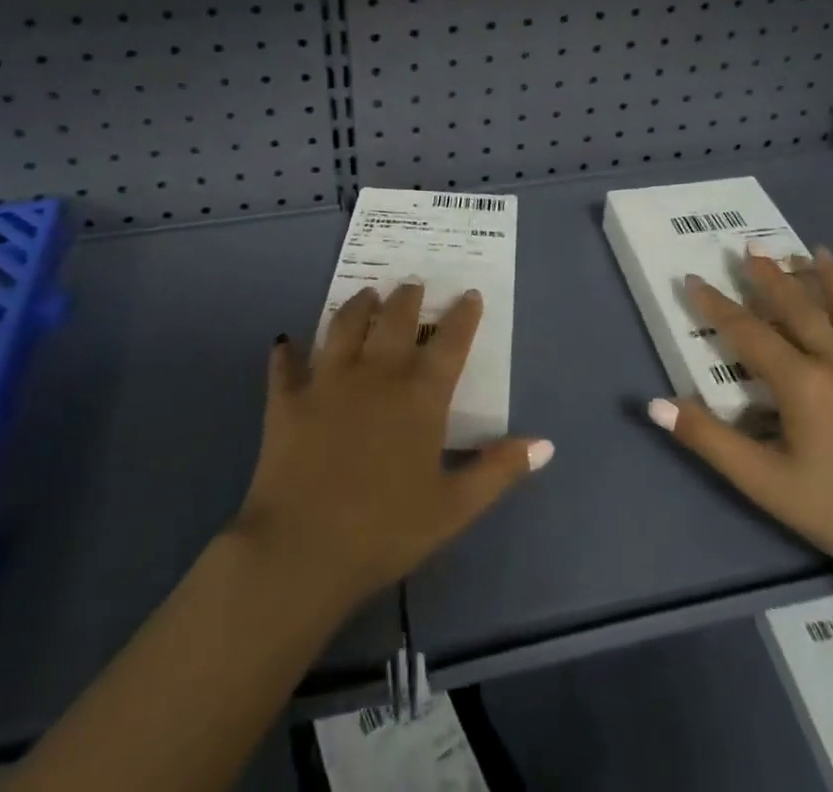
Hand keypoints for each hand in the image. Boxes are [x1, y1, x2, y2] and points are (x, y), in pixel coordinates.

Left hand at [231, 283, 552, 609]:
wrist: (302, 548)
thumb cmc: (386, 531)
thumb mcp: (454, 508)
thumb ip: (498, 470)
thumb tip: (545, 444)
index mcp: (419, 396)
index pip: (449, 342)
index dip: (463, 315)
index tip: (469, 294)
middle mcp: (376, 373)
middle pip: (395, 319)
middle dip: (407, 297)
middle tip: (412, 284)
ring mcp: (327, 380)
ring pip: (344, 326)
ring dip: (357, 306)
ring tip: (366, 295)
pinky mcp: (288, 398)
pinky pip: (286, 364)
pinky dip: (288, 351)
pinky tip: (286, 341)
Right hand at [649, 248, 832, 596]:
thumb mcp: (767, 484)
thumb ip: (711, 440)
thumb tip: (656, 404)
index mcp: (801, 381)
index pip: (747, 332)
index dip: (716, 305)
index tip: (693, 278)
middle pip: (799, 308)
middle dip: (771, 276)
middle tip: (752, 246)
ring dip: (831, 280)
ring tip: (817, 252)